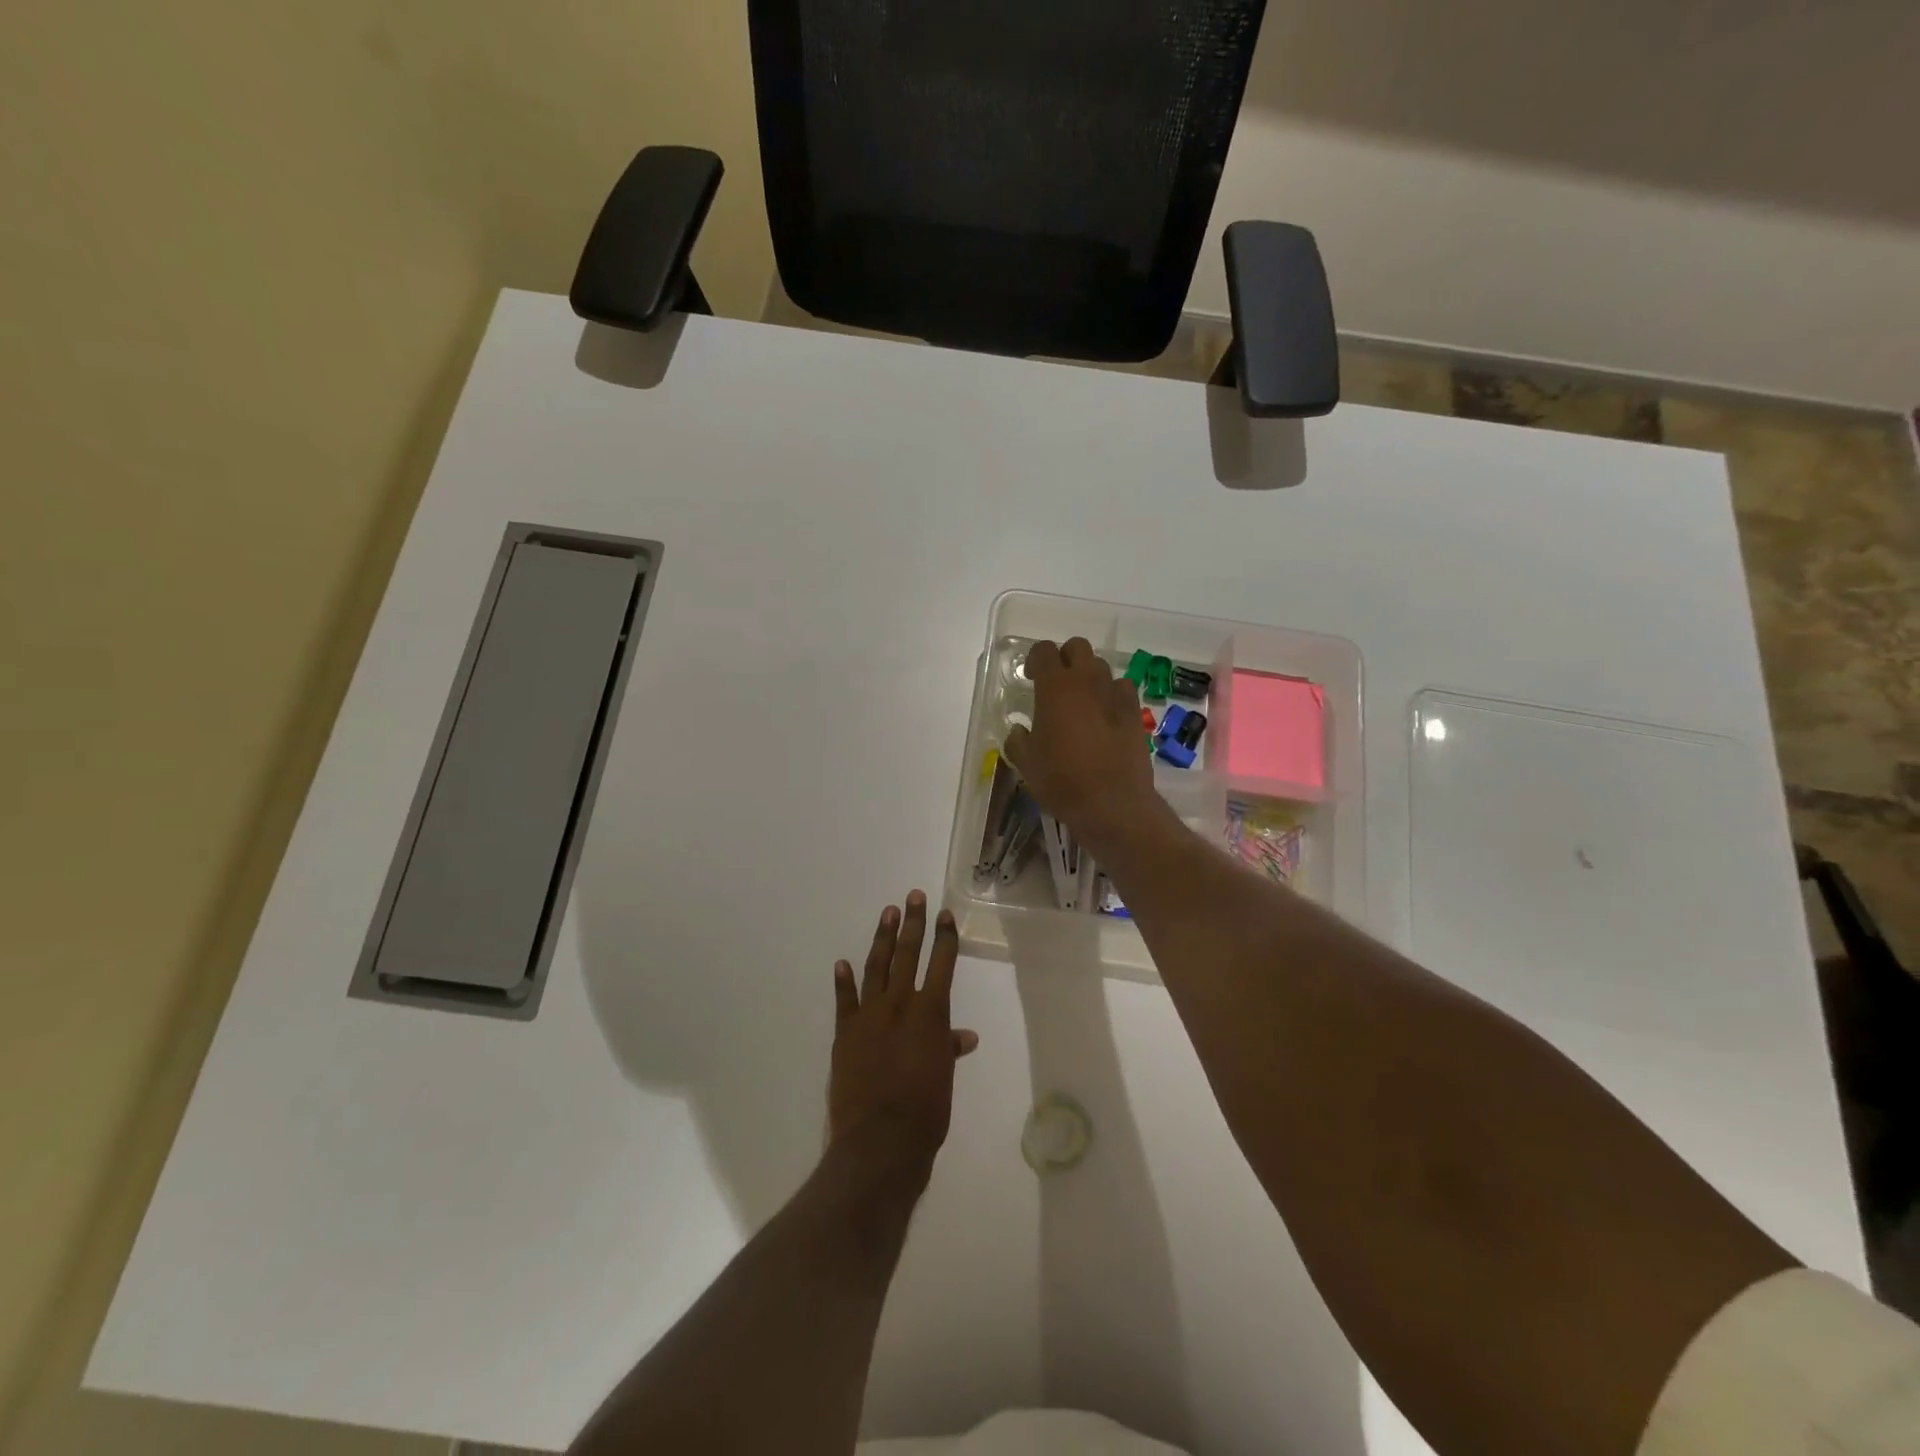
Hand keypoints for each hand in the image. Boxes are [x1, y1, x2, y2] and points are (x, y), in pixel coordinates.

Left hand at [830, 892, 978, 1189]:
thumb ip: (949, 1048)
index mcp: (930, 1012)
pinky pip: (844, 1000)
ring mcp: (869, 1015)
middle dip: (913, 923)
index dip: (945, 937)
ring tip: (887, 913)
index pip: (941, 963)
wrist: (880, 1140)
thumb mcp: (944, 1077)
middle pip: (908, 954)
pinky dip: (844, 981)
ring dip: (882, 938)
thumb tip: (964, 1035)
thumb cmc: (926, 1111)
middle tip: (913, 896)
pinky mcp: (845, 1032)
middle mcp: (900, 1004)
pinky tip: (842, 963)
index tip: (945, 914)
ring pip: (877, 966)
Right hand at [1003, 638, 1163, 854]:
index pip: (1043, 650)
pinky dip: (1111, 695)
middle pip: (1077, 647)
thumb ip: (1018, 741)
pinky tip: (1105, 716)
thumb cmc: (1062, 781)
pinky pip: (1122, 689)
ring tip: (1081, 703)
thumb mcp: (1027, 764)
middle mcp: (1087, 681)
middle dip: (1065, 659)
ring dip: (1089, 677)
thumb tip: (1020, 732)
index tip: (1030, 678)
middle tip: (1056, 685)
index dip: (1035, 660)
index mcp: (1055, 687)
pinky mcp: (1135, 712)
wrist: (1112, 803)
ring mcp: (1115, 694)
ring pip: (1101, 667)